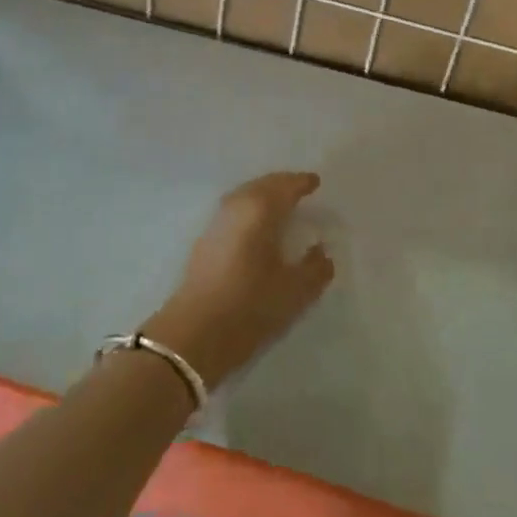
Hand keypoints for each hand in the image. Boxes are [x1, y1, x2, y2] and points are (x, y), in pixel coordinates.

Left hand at [144, 172, 333, 390]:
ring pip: (245, 195)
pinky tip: (258, 224)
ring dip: (264, 194)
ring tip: (281, 204)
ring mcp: (217, 221)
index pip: (286, 186)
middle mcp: (237, 206)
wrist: (194, 334)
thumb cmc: (250, 306)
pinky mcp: (205, 240)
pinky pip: (235, 209)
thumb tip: (321, 251)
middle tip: (300, 187)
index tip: (316, 182)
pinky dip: (250, 208)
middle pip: (263, 185)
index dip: (303, 183)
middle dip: (282, 184)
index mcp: (261, 209)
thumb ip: (316, 267)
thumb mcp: (295, 291)